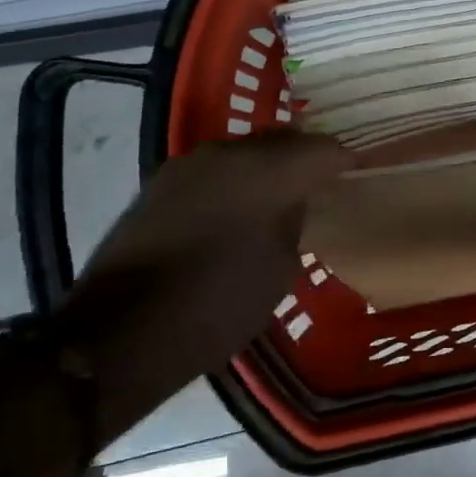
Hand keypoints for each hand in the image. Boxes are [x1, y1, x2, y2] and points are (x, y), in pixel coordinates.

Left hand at [60, 132, 352, 433]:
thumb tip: (292, 201)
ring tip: (278, 198)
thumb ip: (293, 222)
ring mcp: (187, 165)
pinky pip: (213, 170)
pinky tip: (236, 210)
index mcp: (265, 172)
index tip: (357, 173)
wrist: (118, 336)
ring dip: (267, 168)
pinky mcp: (158, 183)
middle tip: (321, 184)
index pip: (321, 149)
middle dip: (305, 158)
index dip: (344, 159)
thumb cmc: (215, 307)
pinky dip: (234, 182)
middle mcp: (226, 153)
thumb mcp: (278, 271)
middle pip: (281, 140)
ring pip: (244, 152)